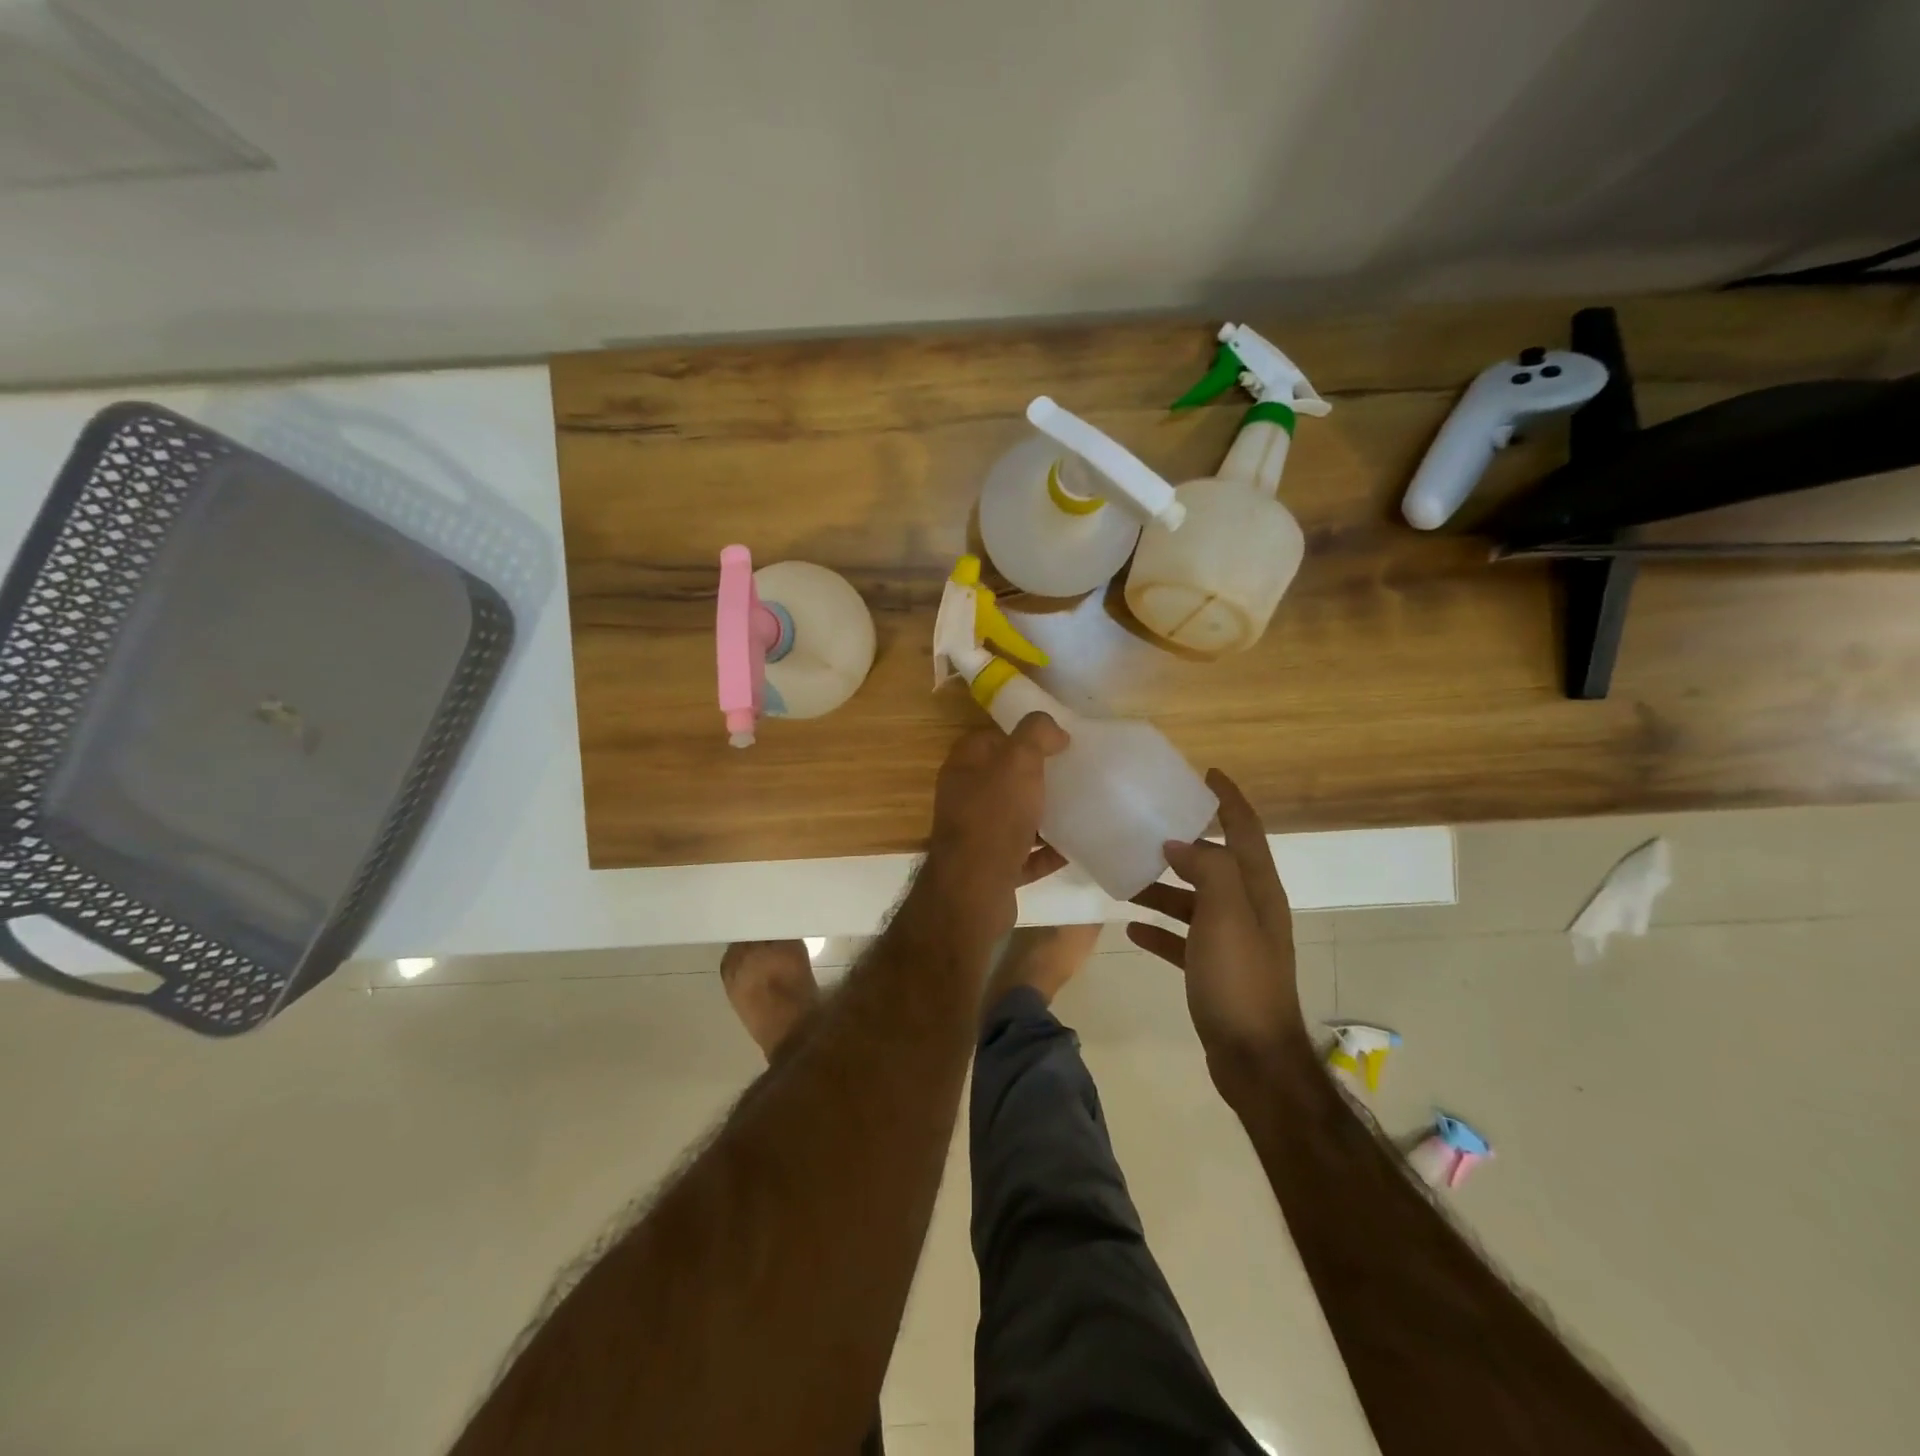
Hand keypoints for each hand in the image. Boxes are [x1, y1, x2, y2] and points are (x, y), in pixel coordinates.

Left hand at [921, 714, 1069, 942]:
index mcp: (964, 768)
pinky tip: (1072, 849)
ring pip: (1013, 818)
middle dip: (1035, 777)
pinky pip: (1023, 856)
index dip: (1019, 736)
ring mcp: (976, 837)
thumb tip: (1054, 729)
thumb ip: (1035, 735)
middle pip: (1003, 780)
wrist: (975, 890)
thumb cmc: (994, 817)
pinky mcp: (991, 870)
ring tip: (1077, 808)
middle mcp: (964, 800)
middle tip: (1070, 774)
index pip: (989, 740)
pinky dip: (1045, 853)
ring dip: (1042, 815)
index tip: (1054, 741)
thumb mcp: (1017, 762)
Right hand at [1129, 769, 1311, 1092]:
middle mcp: (1249, 910)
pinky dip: (1160, 928)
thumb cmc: (1240, 980)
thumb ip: (1208, 870)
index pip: (1245, 830)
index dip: (1230, 799)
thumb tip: (1180, 843)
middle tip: (1147, 825)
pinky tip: (1130, 926)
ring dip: (1164, 887)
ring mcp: (1232, 941)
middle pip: (1216, 864)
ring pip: (1194, 901)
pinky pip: (1183, 938)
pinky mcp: (1214, 970)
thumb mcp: (1226, 915)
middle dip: (1186, 842)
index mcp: (1257, 891)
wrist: (1254, 1059)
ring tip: (1126, 877)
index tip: (1207, 772)